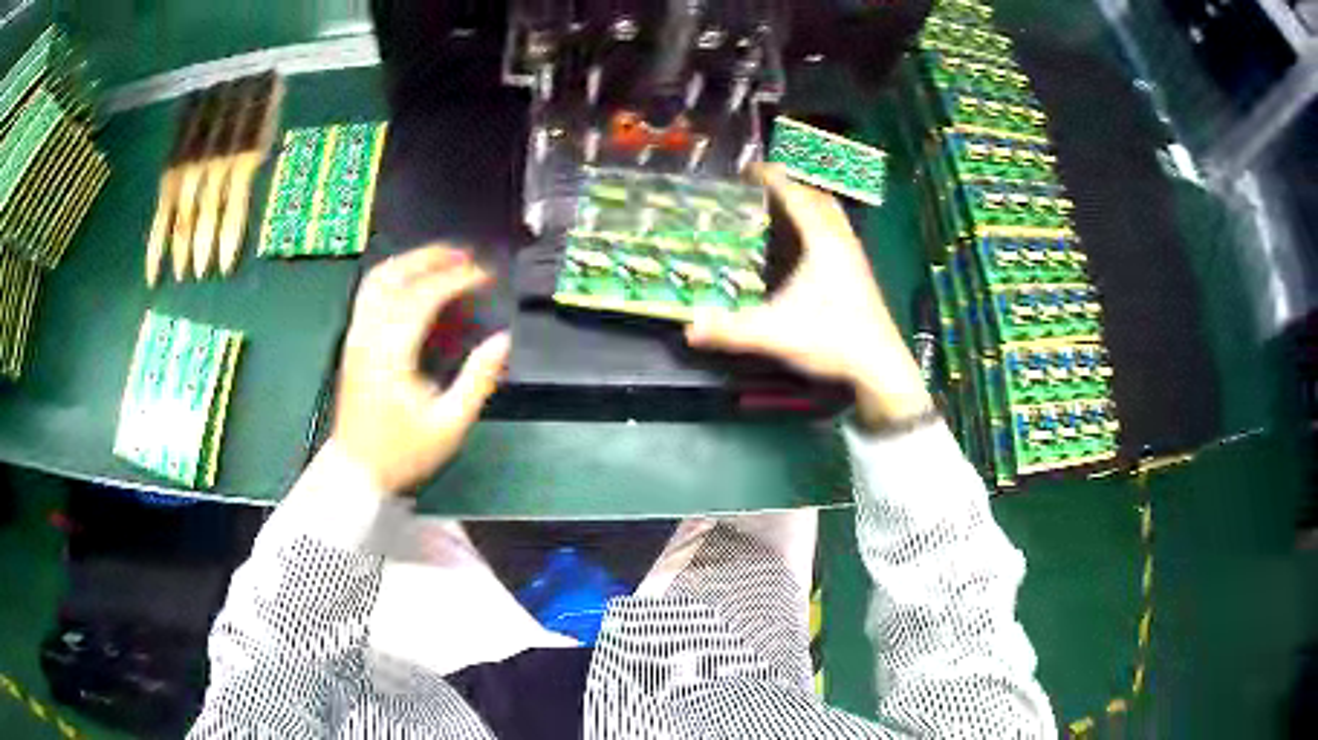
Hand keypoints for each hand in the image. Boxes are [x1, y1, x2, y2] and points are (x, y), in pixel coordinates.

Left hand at [331, 246, 510, 493]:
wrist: (356, 471)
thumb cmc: (403, 452)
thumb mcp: (449, 424)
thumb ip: (478, 380)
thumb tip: (503, 340)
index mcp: (391, 352)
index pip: (423, 296)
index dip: (458, 278)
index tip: (487, 276)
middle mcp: (368, 334)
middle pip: (395, 275)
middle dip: (432, 257)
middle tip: (467, 255)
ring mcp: (356, 335)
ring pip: (377, 279)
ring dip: (411, 262)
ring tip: (442, 260)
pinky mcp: (353, 342)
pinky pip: (370, 293)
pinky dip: (395, 277)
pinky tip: (414, 282)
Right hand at [685, 164, 932, 430]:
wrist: (879, 365)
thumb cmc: (831, 340)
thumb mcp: (775, 333)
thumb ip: (731, 330)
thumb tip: (689, 328)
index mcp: (822, 242)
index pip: (795, 195)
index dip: (771, 178)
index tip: (749, 169)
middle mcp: (841, 240)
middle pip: (817, 197)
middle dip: (790, 186)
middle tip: (762, 189)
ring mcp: (855, 255)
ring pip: (832, 213)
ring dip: (809, 203)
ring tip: (783, 208)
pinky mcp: (860, 272)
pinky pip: (838, 230)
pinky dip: (820, 222)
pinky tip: (808, 244)